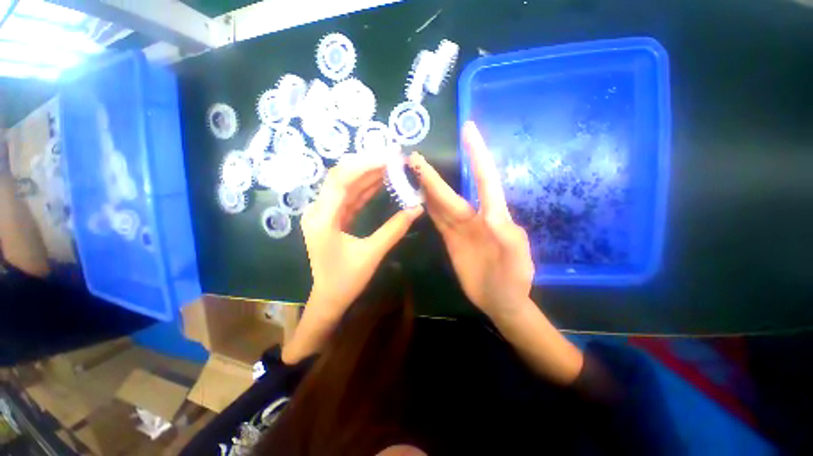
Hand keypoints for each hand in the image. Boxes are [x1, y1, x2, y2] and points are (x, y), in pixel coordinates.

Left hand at [301, 155, 422, 321]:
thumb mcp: (372, 254)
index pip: (342, 180)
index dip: (366, 165)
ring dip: (367, 175)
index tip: (389, 157)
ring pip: (346, 186)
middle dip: (368, 165)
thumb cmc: (346, 280)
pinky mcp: (332, 218)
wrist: (329, 298)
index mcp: (322, 218)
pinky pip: (349, 198)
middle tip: (392, 158)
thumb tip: (417, 208)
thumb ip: (394, 229)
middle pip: (342, 177)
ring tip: (390, 166)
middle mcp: (319, 210)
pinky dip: (365, 189)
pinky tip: (380, 182)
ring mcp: (324, 213)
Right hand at [409, 122, 533, 317]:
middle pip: (452, 192)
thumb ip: (507, 236)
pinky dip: (428, 207)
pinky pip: (438, 219)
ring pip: (442, 204)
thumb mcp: (517, 258)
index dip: (477, 154)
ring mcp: (461, 228)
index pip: (485, 179)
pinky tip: (418, 197)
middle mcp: (475, 217)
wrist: (500, 299)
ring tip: (412, 173)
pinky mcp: (451, 239)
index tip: (468, 130)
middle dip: (435, 175)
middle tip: (416, 158)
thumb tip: (492, 215)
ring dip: (428, 188)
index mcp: (494, 216)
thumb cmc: (514, 278)